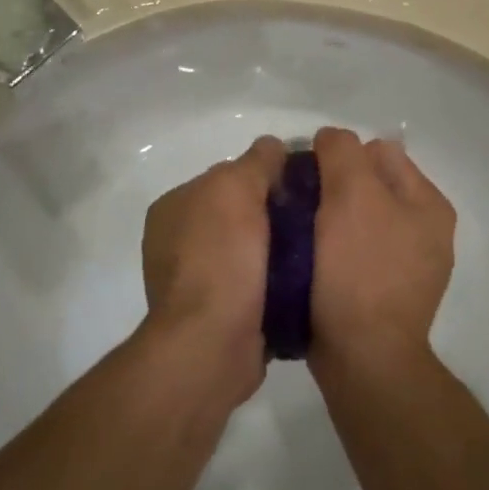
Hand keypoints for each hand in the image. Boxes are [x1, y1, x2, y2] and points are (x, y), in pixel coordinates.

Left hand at [140, 136, 286, 406]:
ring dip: (277, 253)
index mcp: (172, 207)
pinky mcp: (217, 319)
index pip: (224, 178)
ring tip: (315, 253)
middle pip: (238, 215)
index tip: (299, 185)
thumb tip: (272, 147)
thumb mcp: (237, 188)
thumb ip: (255, 161)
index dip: (261, 177)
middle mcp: (176, 243)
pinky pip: (254, 288)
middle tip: (313, 219)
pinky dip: (275, 285)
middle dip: (272, 216)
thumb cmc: (220, 255)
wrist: (212, 342)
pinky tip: (302, 284)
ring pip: (248, 253)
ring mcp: (194, 283)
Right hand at [307, 126, 456, 377]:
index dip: (339, 155)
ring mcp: (404, 265)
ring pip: (356, 218)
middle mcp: (424, 230)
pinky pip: (351, 252)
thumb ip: (342, 152)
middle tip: (300, 203)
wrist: (362, 358)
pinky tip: (309, 258)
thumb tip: (330, 140)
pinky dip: (330, 249)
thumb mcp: (352, 193)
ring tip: (299, 230)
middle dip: (333, 186)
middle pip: (368, 184)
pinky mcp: (380, 293)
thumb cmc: (360, 269)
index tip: (308, 176)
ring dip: (328, 218)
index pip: (378, 151)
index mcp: (428, 203)